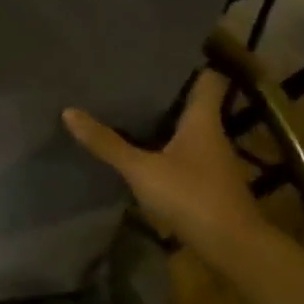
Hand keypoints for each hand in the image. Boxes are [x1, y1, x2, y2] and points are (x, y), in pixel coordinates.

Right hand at [63, 72, 267, 261]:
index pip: (209, 80)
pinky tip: (143, 153)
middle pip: (194, 104)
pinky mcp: (209, 185)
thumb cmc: (192, 196)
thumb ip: (106, 143)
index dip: (192, 65)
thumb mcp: (141, 169)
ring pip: (189, 131)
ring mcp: (214, 162)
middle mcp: (212, 135)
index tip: (164, 55)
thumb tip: (69, 111)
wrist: (234, 248)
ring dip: (165, 123)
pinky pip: (185, 156)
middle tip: (132, 81)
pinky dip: (167, 150)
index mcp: (203, 120)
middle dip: (167, 94)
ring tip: (130, 112)